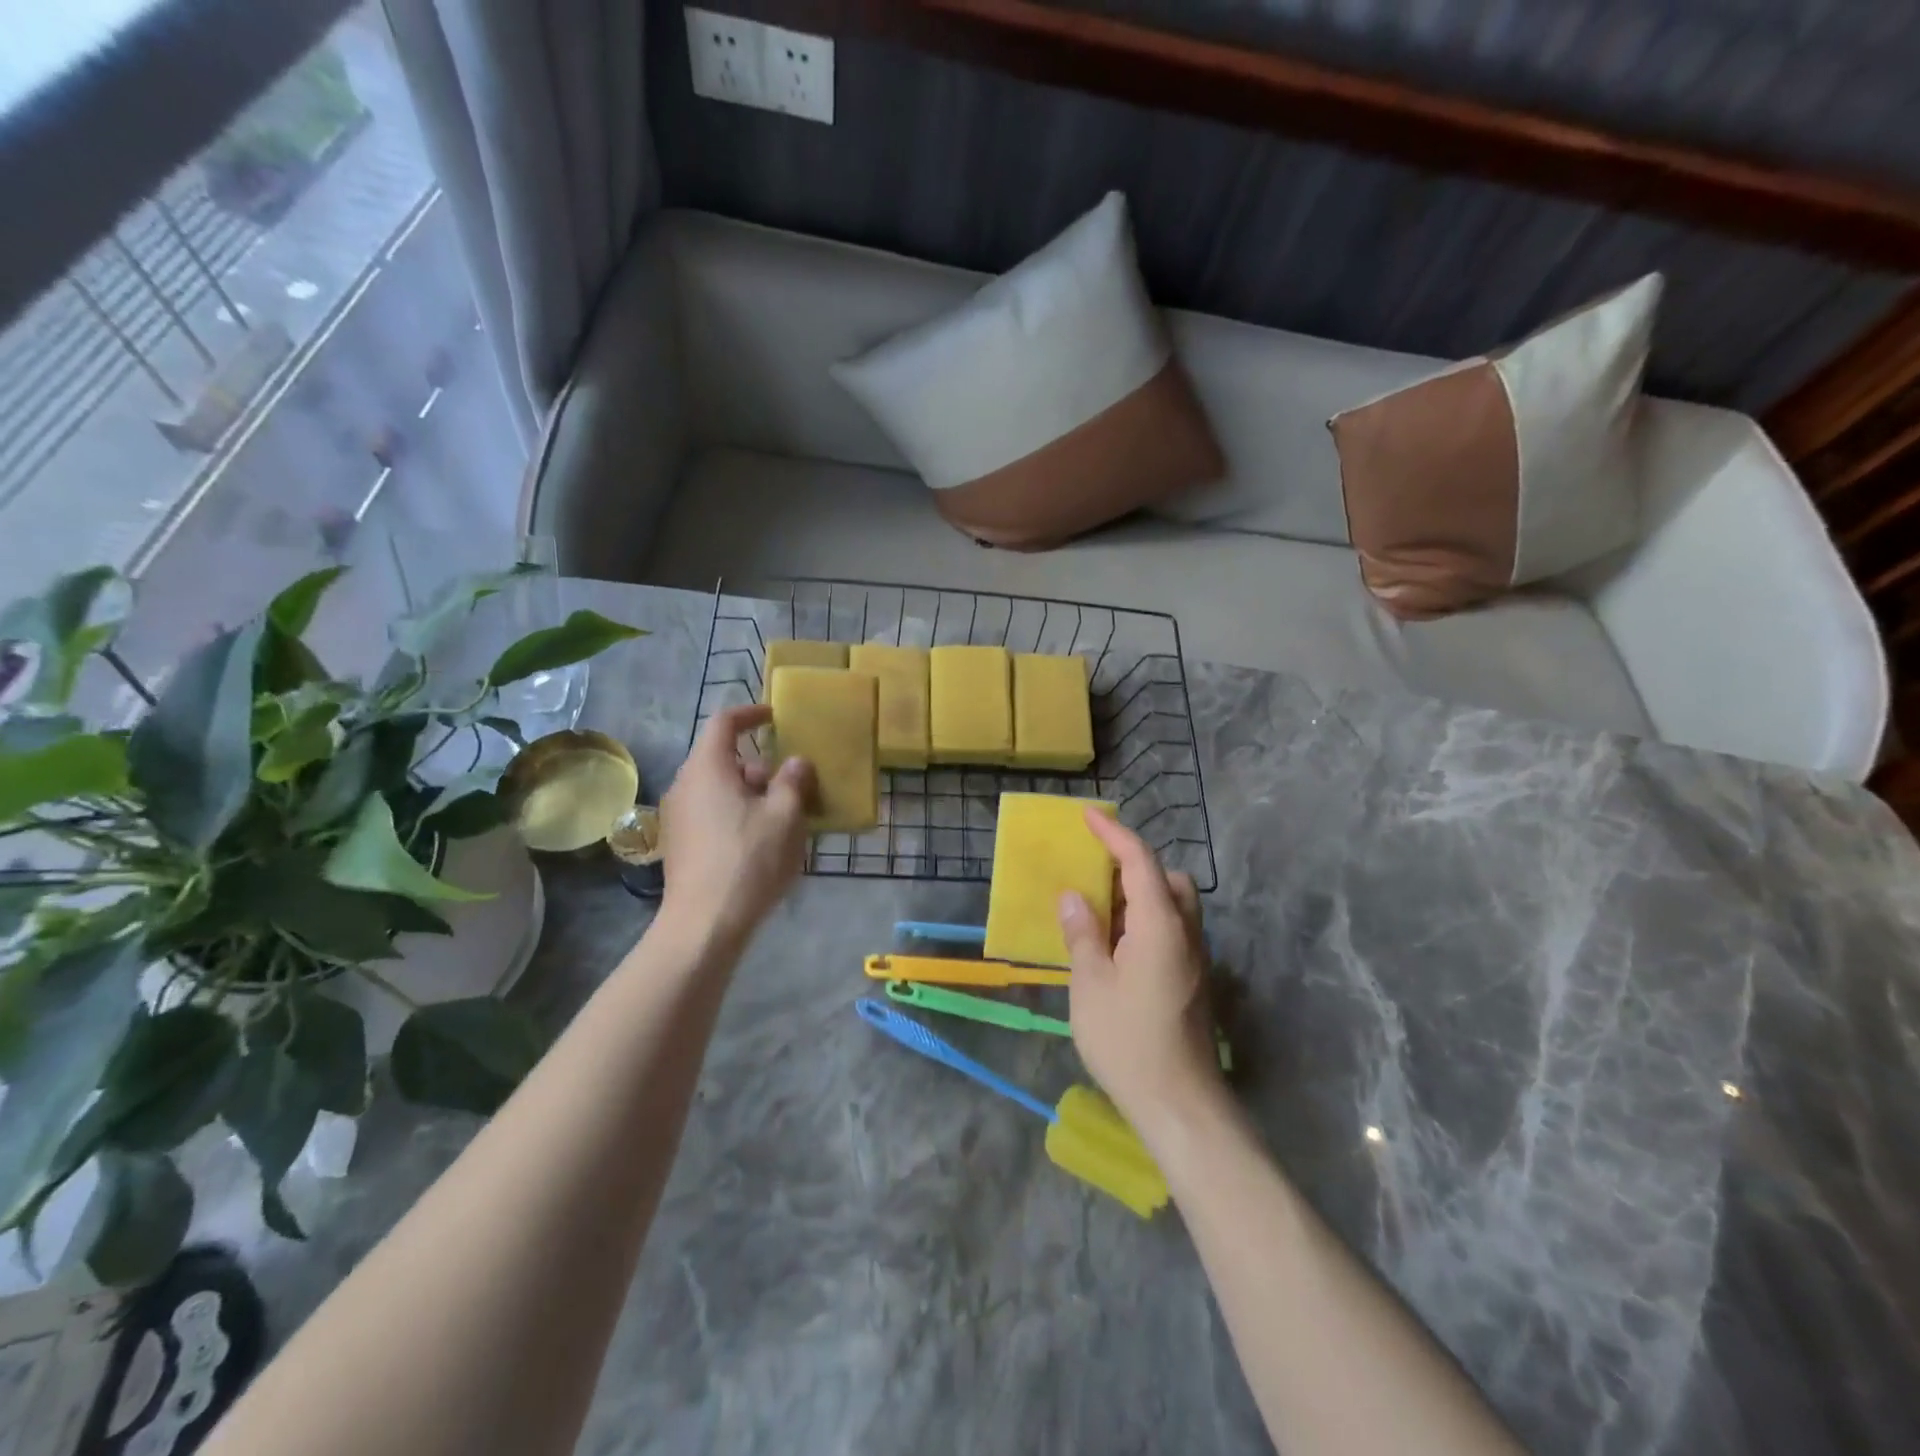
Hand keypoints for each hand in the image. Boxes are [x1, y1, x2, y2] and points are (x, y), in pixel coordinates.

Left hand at [657, 705, 814, 950]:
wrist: (705, 923)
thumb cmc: (748, 859)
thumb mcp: (785, 816)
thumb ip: (793, 781)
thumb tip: (796, 763)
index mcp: (708, 768)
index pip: (724, 723)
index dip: (750, 714)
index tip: (774, 717)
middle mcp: (685, 785)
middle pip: (724, 760)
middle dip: (761, 767)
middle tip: (793, 786)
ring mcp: (678, 816)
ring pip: (720, 789)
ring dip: (752, 794)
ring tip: (784, 818)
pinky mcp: (680, 844)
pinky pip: (712, 813)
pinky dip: (738, 814)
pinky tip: (761, 842)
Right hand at [1058, 811, 1223, 1143]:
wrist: (1180, 1103)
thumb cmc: (1128, 1040)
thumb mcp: (1091, 984)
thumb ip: (1082, 933)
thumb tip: (1073, 897)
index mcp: (1160, 925)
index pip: (1140, 862)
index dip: (1114, 835)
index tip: (1088, 817)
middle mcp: (1186, 932)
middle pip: (1166, 880)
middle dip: (1133, 866)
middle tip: (1095, 876)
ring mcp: (1195, 957)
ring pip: (1173, 906)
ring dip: (1140, 895)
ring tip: (1100, 912)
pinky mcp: (1193, 980)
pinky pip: (1172, 930)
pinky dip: (1146, 920)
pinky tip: (1117, 947)